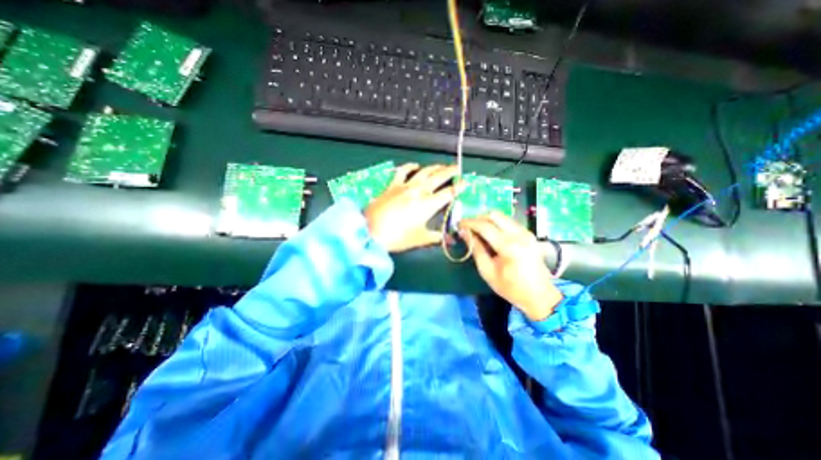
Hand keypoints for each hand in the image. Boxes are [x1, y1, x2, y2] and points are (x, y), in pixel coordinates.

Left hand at [364, 164, 459, 252]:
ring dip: (434, 167)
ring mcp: (405, 186)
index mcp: (428, 205)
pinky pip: (402, 171)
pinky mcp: (392, 185)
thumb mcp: (420, 239)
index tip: (465, 183)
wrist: (370, 231)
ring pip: (424, 171)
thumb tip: (451, 240)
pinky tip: (415, 165)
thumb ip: (437, 238)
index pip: (448, 193)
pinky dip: (410, 166)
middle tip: (457, 168)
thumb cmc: (397, 237)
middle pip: (438, 177)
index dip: (458, 187)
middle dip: (450, 171)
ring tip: (441, 166)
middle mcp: (419, 191)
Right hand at [455, 212, 564, 319]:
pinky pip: (509, 222)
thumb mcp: (487, 271)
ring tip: (478, 231)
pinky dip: (497, 224)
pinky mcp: (529, 234)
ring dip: (487, 220)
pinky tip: (491, 235)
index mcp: (508, 246)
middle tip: (468, 227)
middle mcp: (519, 234)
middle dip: (478, 218)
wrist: (540, 295)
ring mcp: (526, 232)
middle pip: (494, 215)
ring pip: (502, 216)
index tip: (459, 224)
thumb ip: (475, 249)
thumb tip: (464, 233)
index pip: (484, 226)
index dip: (469, 223)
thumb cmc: (511, 287)